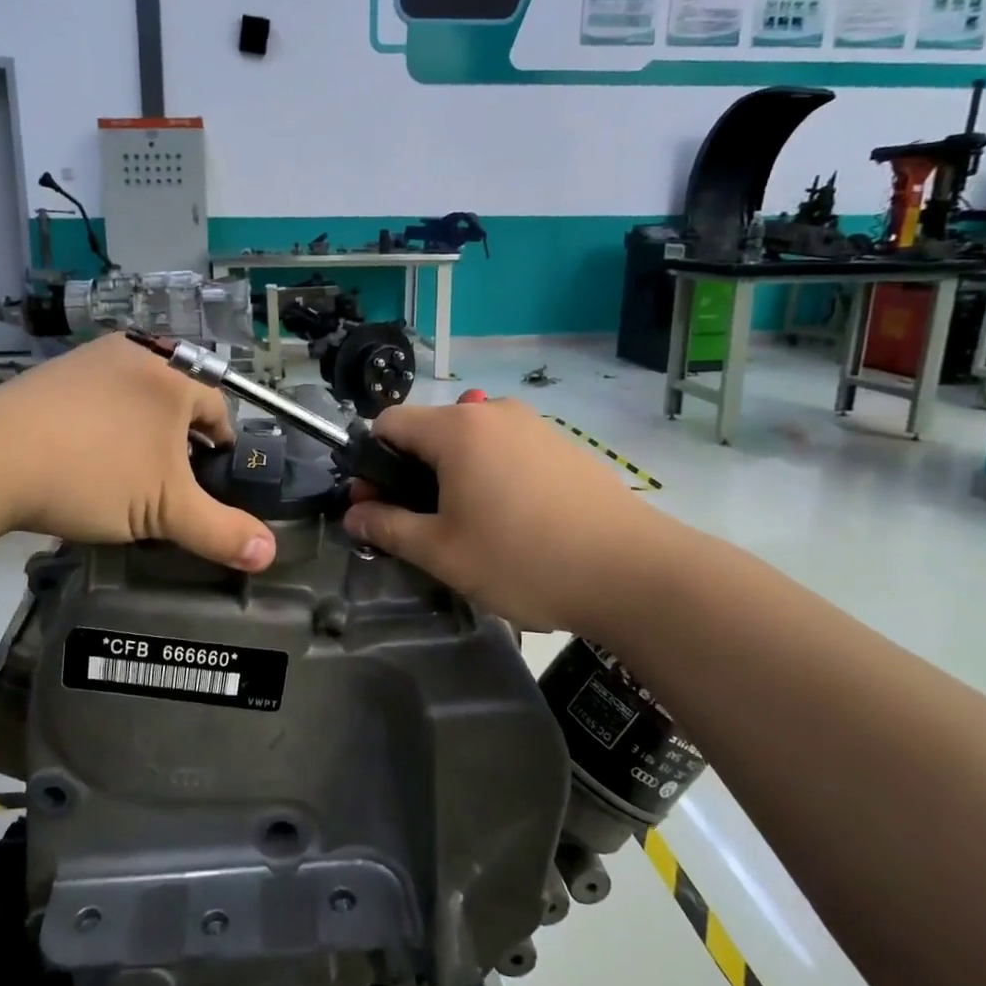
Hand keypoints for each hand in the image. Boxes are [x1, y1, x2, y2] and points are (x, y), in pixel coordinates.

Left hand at [0, 335, 275, 570]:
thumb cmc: (94, 475)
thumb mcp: (166, 511)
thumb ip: (221, 532)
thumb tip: (270, 554)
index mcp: (173, 377)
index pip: (219, 411)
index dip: (222, 450)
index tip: (209, 483)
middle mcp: (136, 354)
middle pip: (176, 402)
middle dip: (180, 441)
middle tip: (168, 485)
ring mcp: (89, 360)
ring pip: (135, 399)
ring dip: (140, 433)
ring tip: (126, 475)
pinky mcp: (51, 374)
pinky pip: (96, 399)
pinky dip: (102, 426)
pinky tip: (84, 458)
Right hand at [343, 399, 672, 632]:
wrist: (633, 571)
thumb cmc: (523, 558)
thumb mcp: (442, 551)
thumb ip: (388, 527)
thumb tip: (353, 515)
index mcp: (457, 429)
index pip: (389, 423)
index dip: (370, 463)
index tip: (377, 506)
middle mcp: (493, 413)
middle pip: (428, 432)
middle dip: (410, 474)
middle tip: (417, 525)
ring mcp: (534, 426)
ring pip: (468, 443)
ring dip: (449, 477)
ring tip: (466, 528)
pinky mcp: (562, 446)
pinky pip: (505, 451)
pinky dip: (488, 476)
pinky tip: (510, 521)